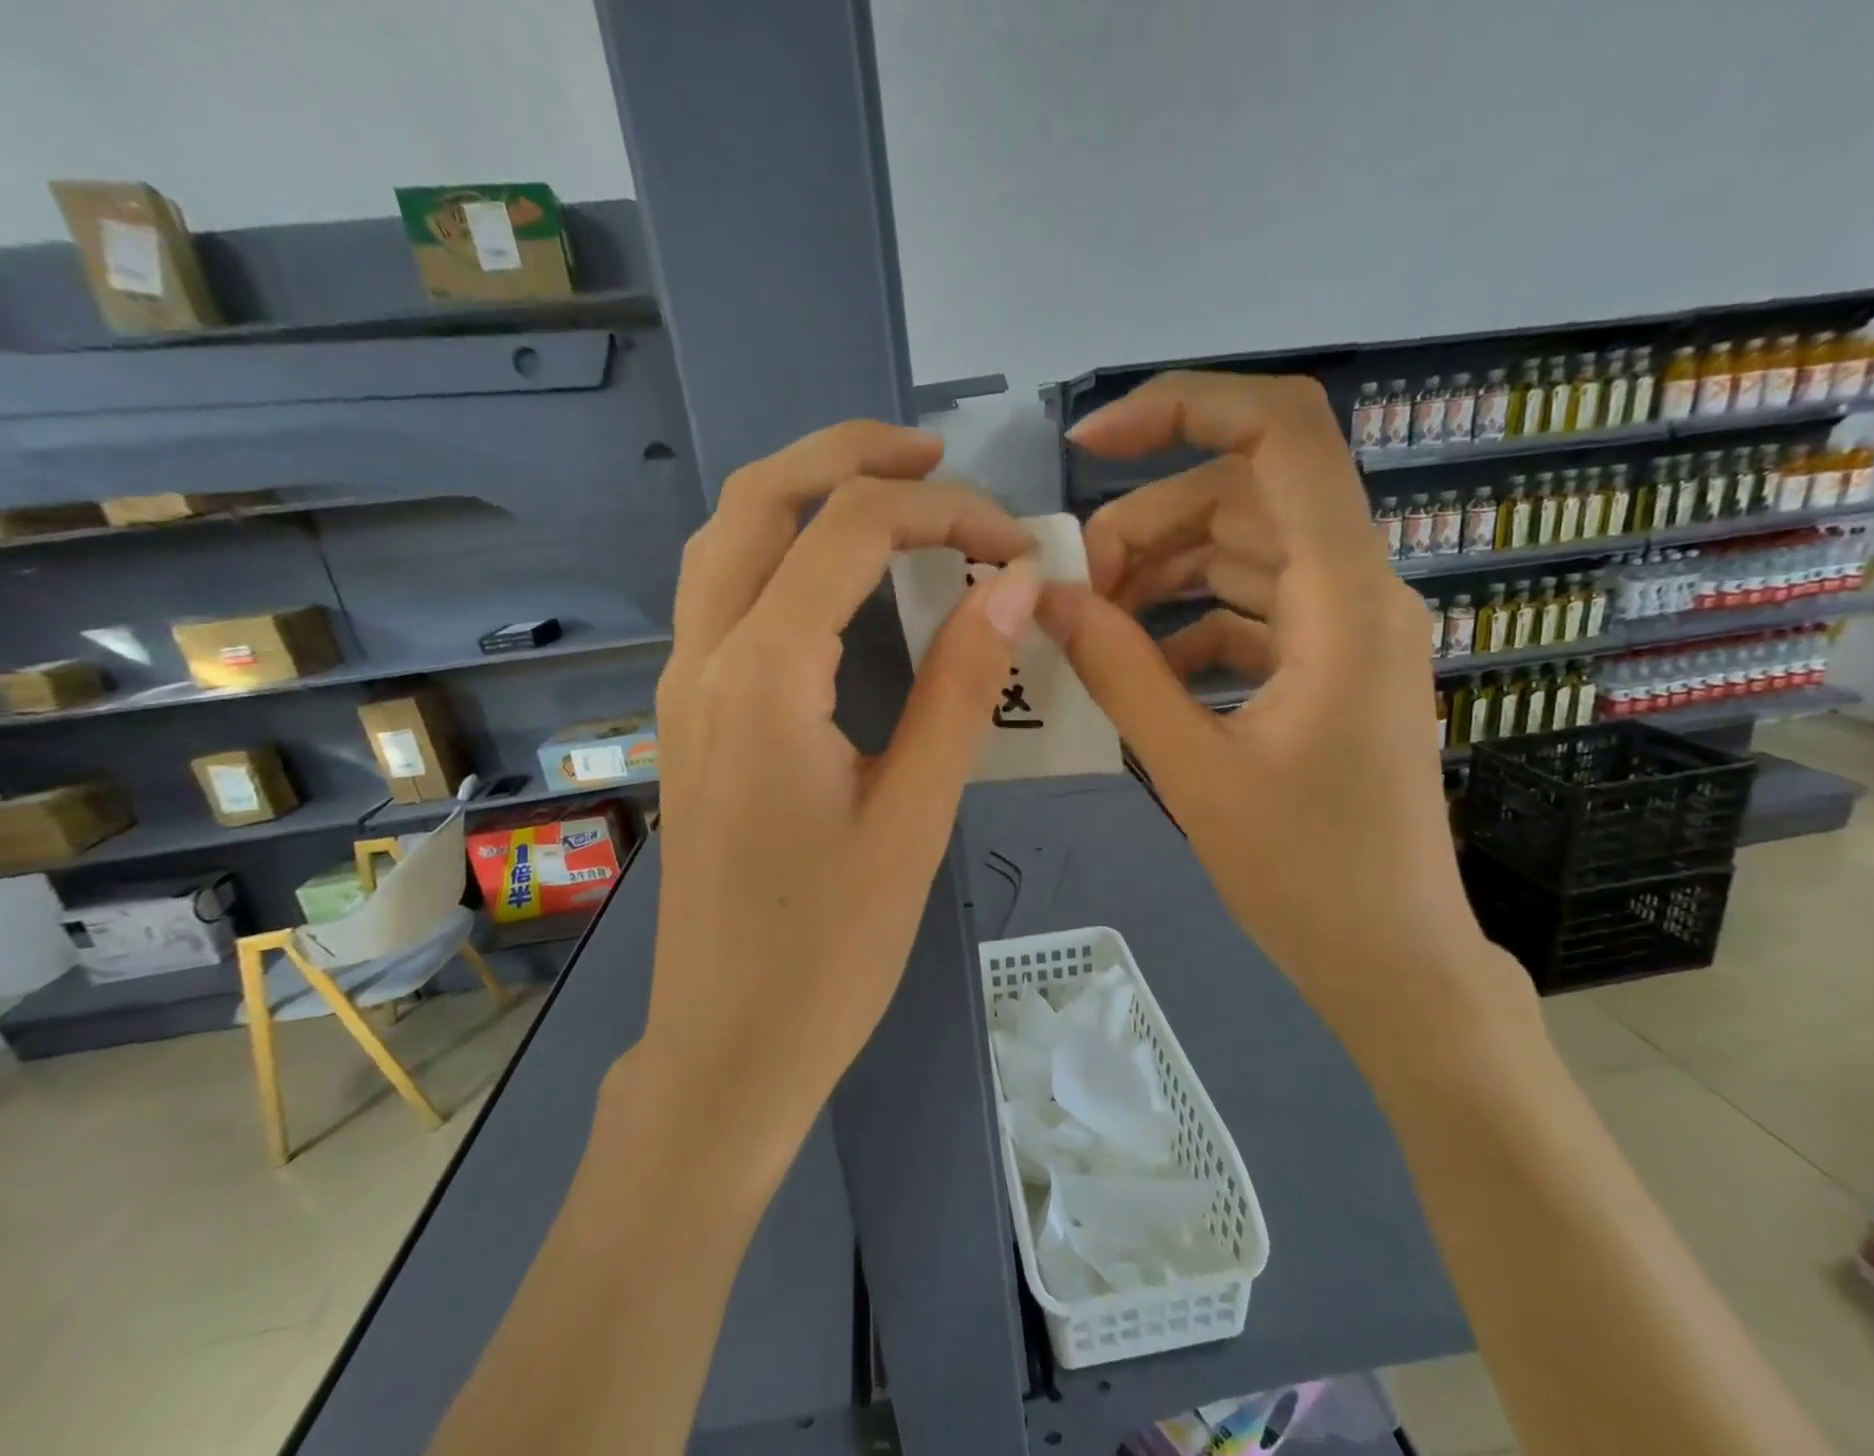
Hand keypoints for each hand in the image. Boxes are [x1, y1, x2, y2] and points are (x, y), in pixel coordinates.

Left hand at [622, 421, 1038, 1175]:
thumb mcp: (914, 817)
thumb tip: (1009, 586)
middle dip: (849, 454)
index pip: (847, 530)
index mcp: (763, 678)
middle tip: (936, 456)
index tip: (1010, 540)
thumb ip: (960, 688)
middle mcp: (704, 659)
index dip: (940, 510)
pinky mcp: (690, 716)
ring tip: (891, 494)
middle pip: (758, 499)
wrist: (727, 1044)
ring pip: (725, 539)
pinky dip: (779, 549)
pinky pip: (722, 592)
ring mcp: (683, 685)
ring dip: (804, 493)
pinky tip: (837, 576)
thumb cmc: (829, 950)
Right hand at [1039, 372, 1528, 1055]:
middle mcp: (1359, 592)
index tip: (1092, 444)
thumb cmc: (1306, 874)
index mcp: (1344, 599)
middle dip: (1148, 522)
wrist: (1392, 960)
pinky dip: (1192, 623)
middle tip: (1078, 586)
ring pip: (1246, 552)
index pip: (1283, 434)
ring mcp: (1348, 630)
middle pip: (1245, 496)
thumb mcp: (1193, 768)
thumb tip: (1048, 598)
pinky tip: (1145, 670)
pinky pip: (1253, 611)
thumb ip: (1118, 670)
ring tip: (1098, 623)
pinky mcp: (1331, 669)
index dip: (1186, 408)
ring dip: (1165, 572)